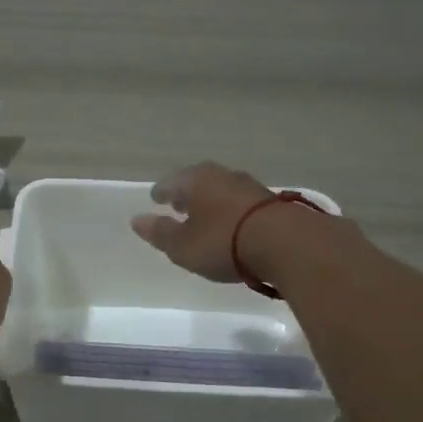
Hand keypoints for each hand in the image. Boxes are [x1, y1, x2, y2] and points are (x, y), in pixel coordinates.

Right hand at [130, 162, 276, 282]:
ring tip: (205, 217)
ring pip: (221, 190)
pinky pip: (241, 203)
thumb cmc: (223, 242)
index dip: (161, 192)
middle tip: (178, 205)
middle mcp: (222, 175)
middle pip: (198, 182)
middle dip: (187, 194)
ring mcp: (250, 186)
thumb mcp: (183, 246)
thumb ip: (160, 233)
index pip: (171, 182)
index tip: (155, 199)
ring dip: (211, 202)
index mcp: (196, 180)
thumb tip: (137, 220)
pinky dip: (231, 211)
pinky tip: (232, 224)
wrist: (286, 244)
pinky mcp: (272, 202)